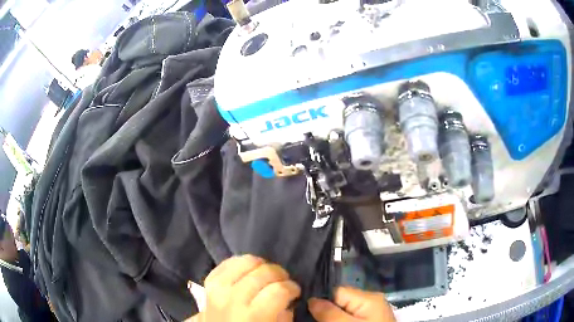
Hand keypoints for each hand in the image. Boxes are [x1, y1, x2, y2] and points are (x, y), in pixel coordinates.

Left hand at [192, 255, 300, 321]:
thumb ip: (284, 315)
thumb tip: (287, 297)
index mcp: (253, 316)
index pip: (279, 290)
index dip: (292, 288)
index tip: (295, 292)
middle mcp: (234, 298)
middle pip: (265, 272)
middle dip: (281, 275)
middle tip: (283, 283)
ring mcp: (218, 287)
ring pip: (247, 261)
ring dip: (263, 266)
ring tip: (267, 276)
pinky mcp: (209, 281)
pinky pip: (229, 262)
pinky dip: (242, 264)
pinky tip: (250, 272)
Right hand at [308, 286, 395, 321]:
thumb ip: (329, 313)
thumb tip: (312, 299)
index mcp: (368, 298)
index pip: (337, 290)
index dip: (319, 299)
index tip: (303, 307)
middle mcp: (370, 302)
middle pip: (339, 301)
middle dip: (324, 310)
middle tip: (307, 317)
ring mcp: (370, 313)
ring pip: (343, 311)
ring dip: (330, 317)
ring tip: (315, 320)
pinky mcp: (369, 321)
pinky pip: (350, 317)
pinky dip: (340, 320)